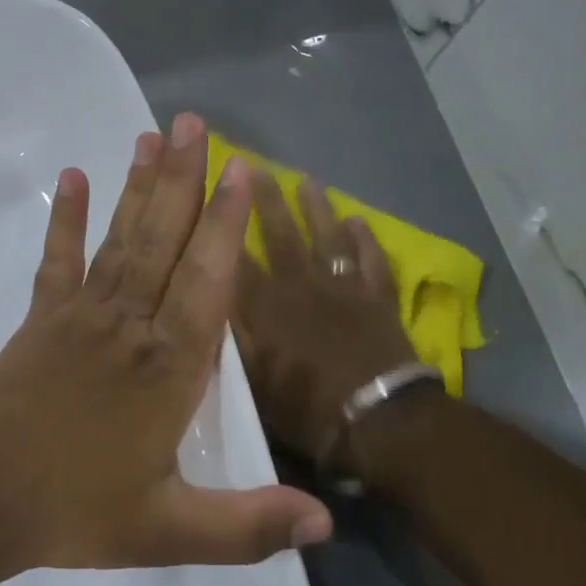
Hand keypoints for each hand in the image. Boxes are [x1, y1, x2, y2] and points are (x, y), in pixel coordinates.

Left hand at [0, 113, 333, 575]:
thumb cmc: (74, 511)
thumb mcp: (168, 531)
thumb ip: (247, 526)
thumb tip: (327, 526)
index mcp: (168, 368)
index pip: (208, 281)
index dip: (226, 224)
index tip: (241, 169)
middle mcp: (130, 325)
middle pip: (164, 241)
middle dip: (184, 179)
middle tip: (194, 122)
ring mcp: (81, 315)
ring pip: (121, 240)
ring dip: (138, 187)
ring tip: (152, 136)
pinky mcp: (42, 318)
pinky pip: (58, 260)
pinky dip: (68, 219)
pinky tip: (74, 177)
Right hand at [232, 173, 424, 472]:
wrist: (377, 418)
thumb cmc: (306, 407)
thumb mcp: (251, 383)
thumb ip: (229, 340)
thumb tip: (207, 305)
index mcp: (266, 307)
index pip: (234, 257)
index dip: (219, 225)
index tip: (207, 194)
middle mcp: (301, 285)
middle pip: (281, 234)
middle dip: (266, 200)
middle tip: (256, 166)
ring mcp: (343, 287)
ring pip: (327, 237)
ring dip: (318, 208)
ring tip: (309, 181)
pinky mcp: (377, 297)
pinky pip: (371, 260)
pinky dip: (365, 239)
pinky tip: (358, 220)